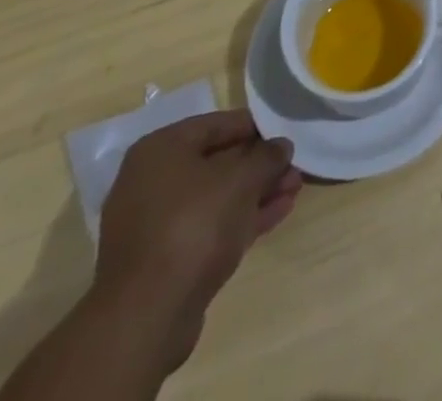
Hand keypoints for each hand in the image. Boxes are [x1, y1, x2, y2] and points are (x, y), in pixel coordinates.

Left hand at [90, 110, 301, 373]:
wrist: (147, 317)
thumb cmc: (193, 225)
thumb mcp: (240, 180)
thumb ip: (266, 157)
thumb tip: (281, 146)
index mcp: (161, 149)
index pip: (217, 124)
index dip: (256, 127)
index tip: (286, 133)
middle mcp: (151, 181)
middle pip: (217, 162)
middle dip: (259, 165)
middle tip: (294, 166)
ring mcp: (155, 223)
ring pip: (216, 197)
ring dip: (256, 192)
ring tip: (294, 189)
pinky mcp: (164, 260)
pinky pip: (209, 226)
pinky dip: (241, 218)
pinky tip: (278, 212)